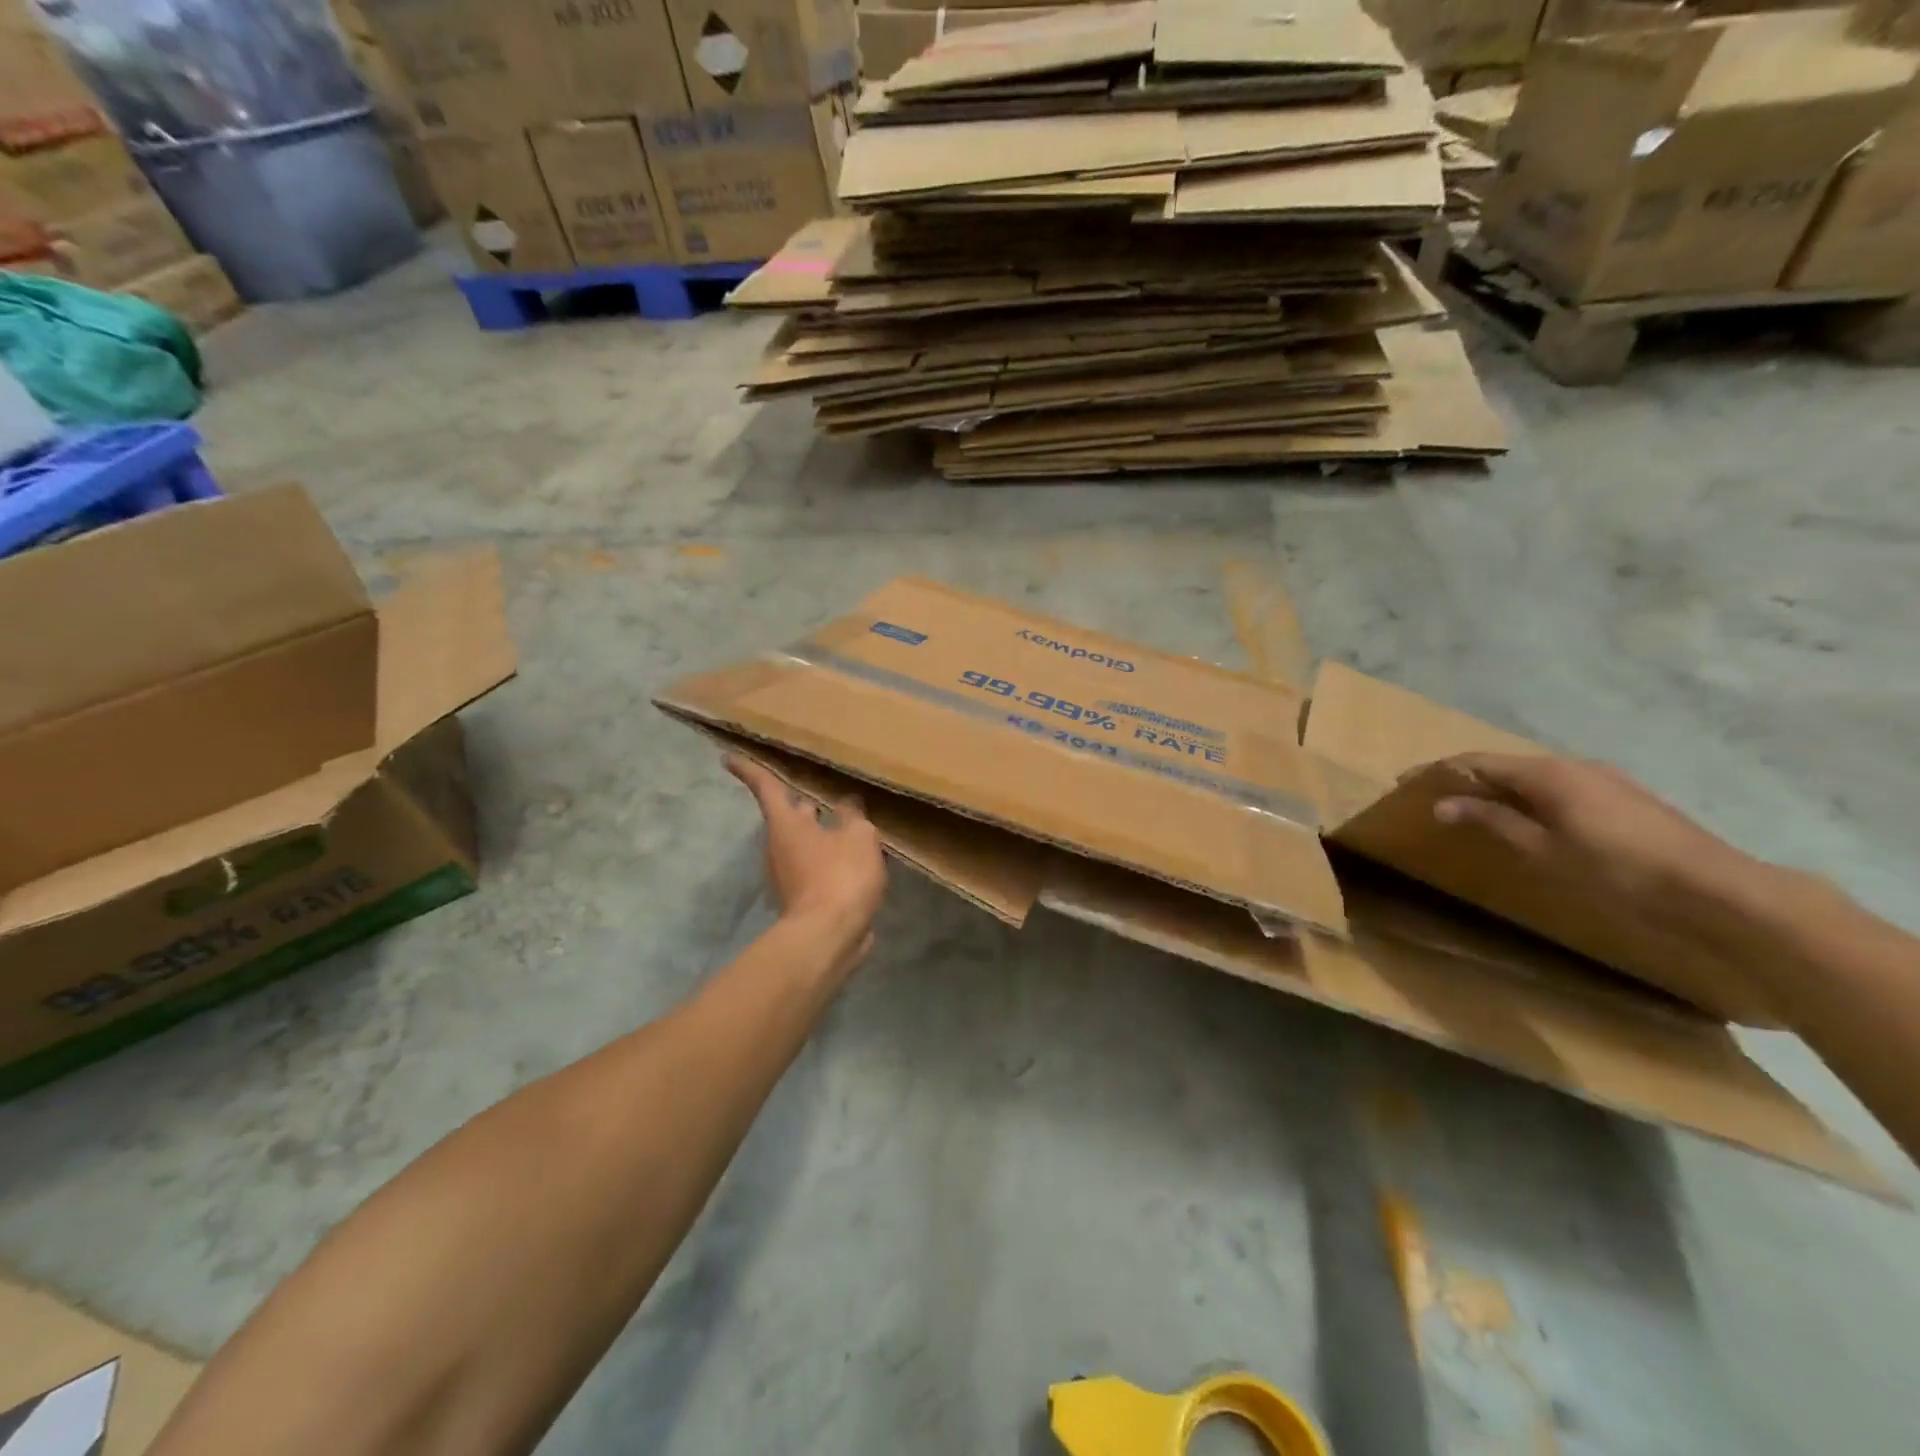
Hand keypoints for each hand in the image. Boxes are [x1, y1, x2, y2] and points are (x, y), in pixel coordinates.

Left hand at [726, 756, 886, 959]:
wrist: (827, 938)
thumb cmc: (839, 877)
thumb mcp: (858, 837)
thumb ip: (853, 816)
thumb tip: (847, 803)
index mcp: (787, 824)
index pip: (766, 787)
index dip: (750, 770)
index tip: (727, 758)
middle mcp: (779, 847)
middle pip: (789, 817)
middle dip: (803, 805)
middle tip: (820, 794)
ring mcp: (788, 877)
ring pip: (803, 845)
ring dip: (821, 835)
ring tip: (849, 828)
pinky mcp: (801, 900)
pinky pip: (814, 870)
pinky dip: (829, 862)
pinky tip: (852, 863)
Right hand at [1426, 753, 1762, 938]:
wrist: (1716, 891)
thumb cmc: (1617, 869)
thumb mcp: (1543, 850)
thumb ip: (1492, 821)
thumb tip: (1443, 803)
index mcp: (1548, 773)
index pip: (1478, 761)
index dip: (1438, 770)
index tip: (1404, 782)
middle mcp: (1574, 766)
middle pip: (1506, 764)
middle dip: (1467, 778)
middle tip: (1435, 796)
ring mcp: (1605, 780)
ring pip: (1535, 776)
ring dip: (1499, 788)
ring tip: (1473, 807)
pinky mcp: (1625, 799)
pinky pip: (1559, 788)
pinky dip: (1529, 797)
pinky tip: (1527, 818)